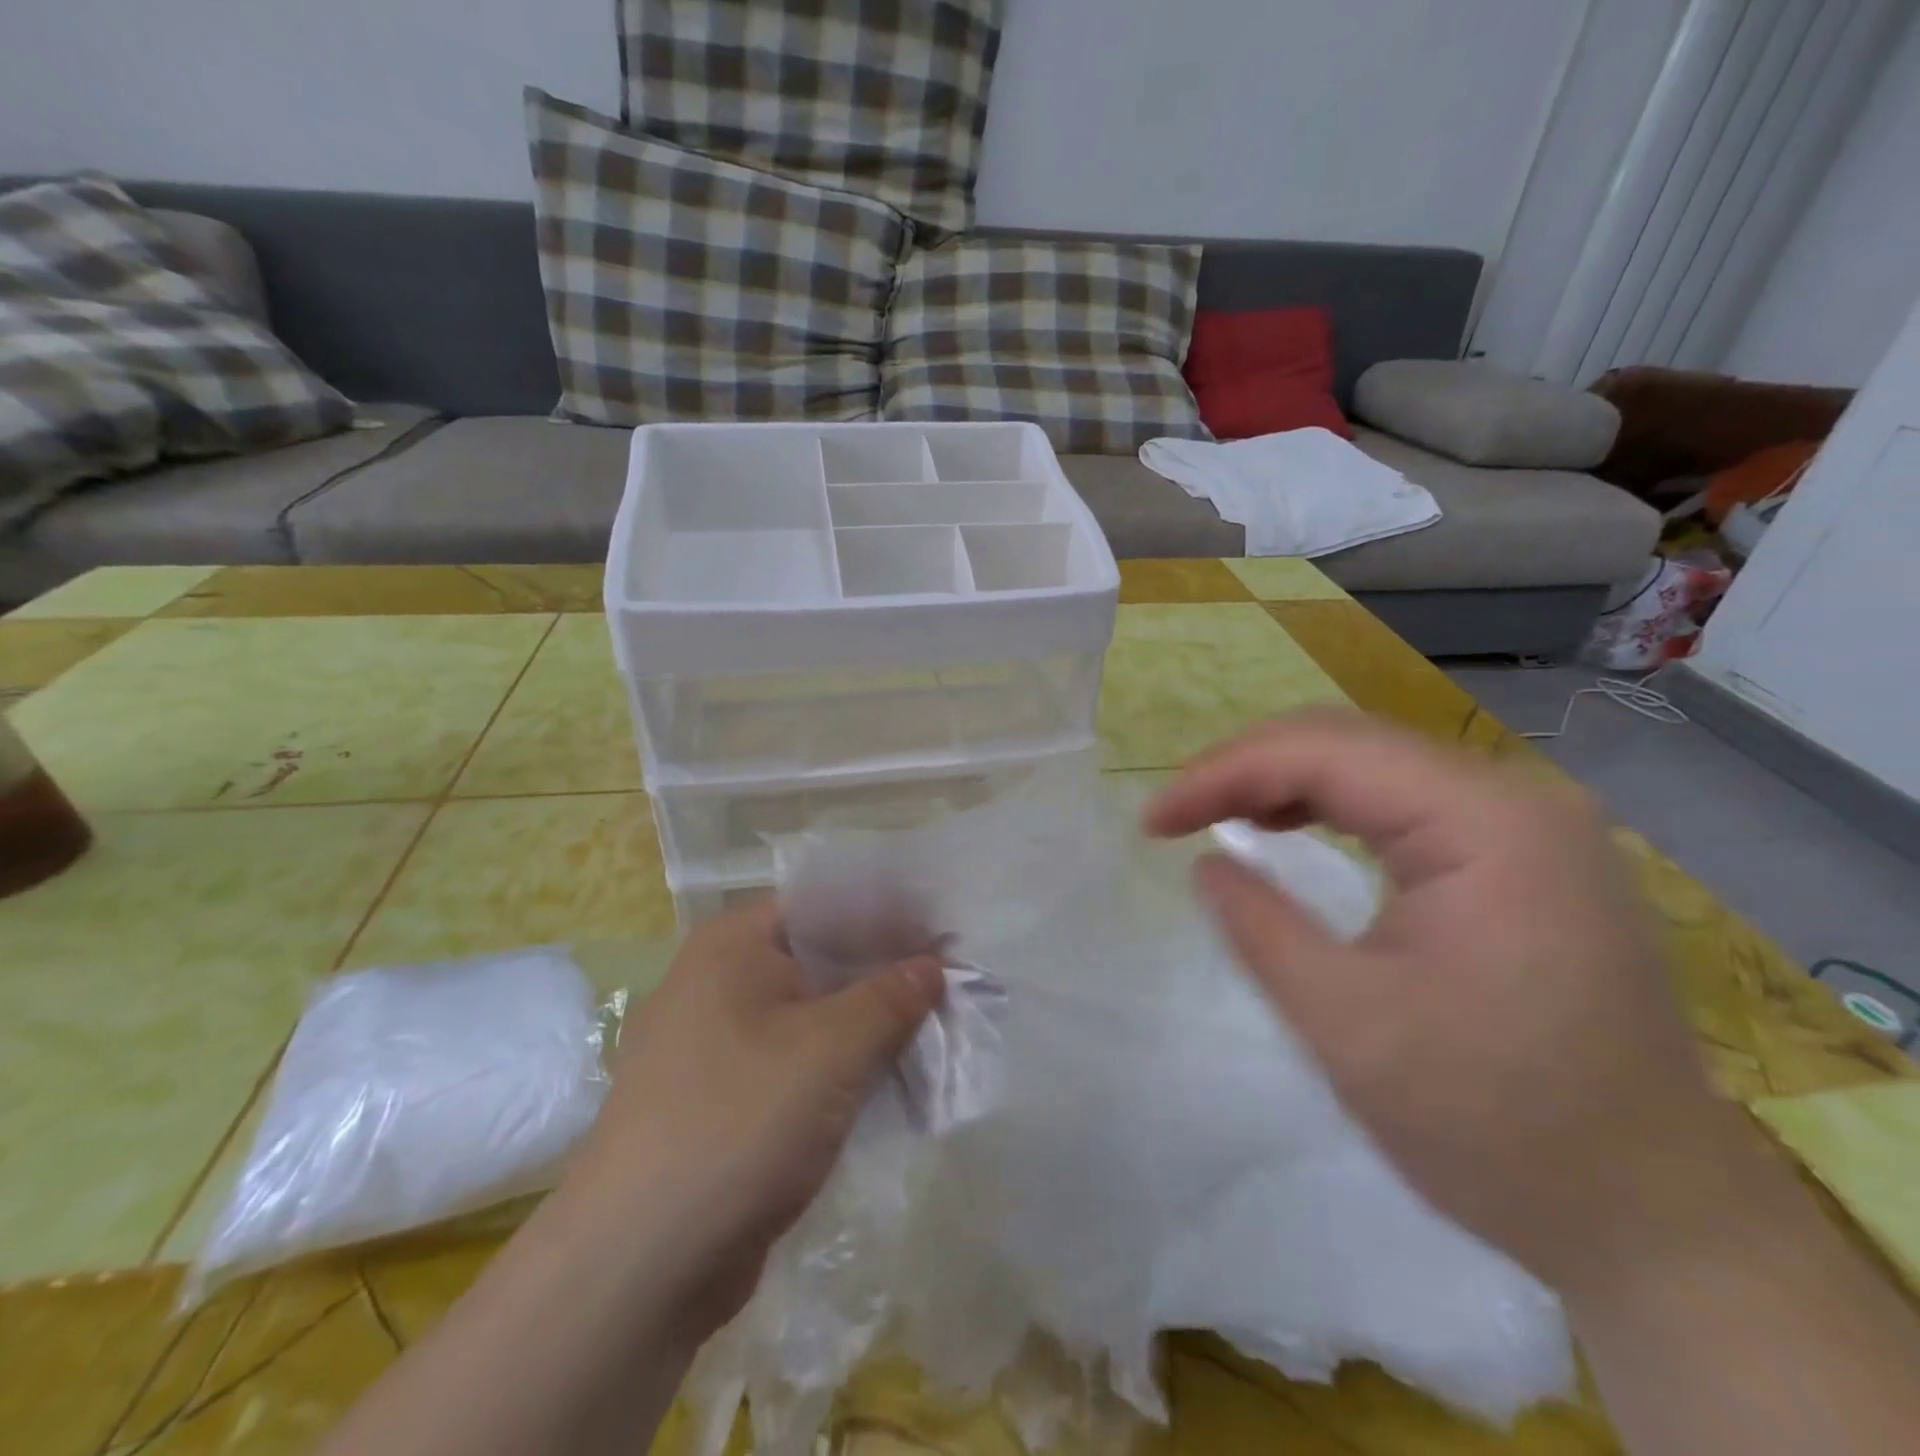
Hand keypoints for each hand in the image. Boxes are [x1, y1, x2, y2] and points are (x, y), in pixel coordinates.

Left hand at [564, 900, 942, 1337]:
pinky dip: (840, 1071)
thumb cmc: (739, 1121)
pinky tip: (891, 1085)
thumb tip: (932, 964)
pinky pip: (796, 1065)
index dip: (888, 918)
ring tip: (936, 1035)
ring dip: (868, 1030)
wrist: (636, 1268)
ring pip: (812, 1017)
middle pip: (822, 961)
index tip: (944, 938)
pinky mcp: (724, 1100)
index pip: (827, 905)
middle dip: (885, 978)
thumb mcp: (832, 1048)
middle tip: (952, 988)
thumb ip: (891, 996)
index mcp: (733, 944)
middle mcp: (719, 981)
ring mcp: (717, 1044)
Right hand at [1146, 709, 1758, 1293]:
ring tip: (1216, 817)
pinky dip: (1328, 806)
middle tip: (1175, 815)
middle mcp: (1516, 799)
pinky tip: (1287, 827)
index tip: (1152, 820)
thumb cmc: (1497, 1126)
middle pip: (1350, 742)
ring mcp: (1528, 825)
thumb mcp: (1347, 1025)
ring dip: (1282, 782)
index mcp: (1487, 823)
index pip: (1325, 752)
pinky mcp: (1523, 857)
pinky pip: (1403, 802)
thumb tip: (1208, 863)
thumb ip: (1260, 926)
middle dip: (1247, 769)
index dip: (1222, 773)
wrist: (1656, 1218)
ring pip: (1373, 765)